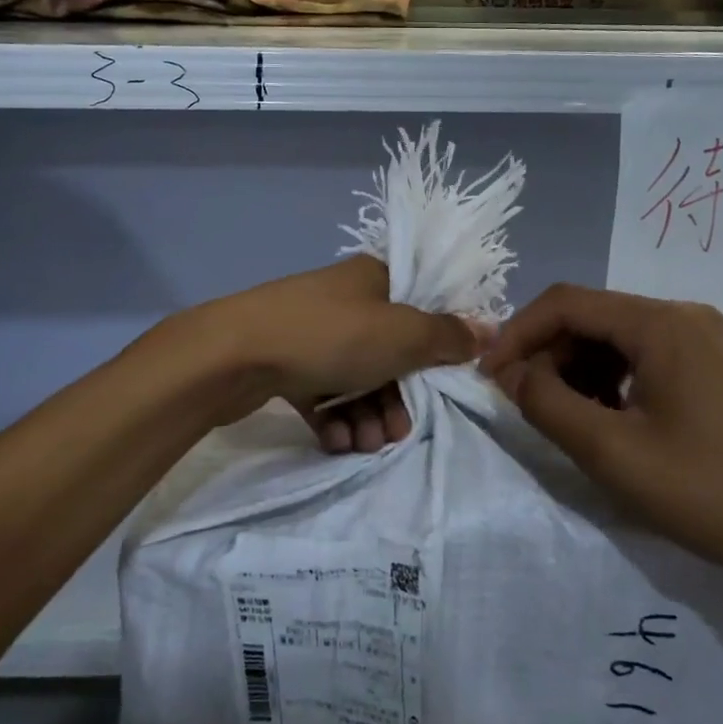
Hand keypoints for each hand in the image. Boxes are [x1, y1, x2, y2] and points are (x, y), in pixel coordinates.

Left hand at [189, 255, 484, 451]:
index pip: (422, 309)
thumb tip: (489, 328)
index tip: (442, 385)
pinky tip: (336, 441)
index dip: (437, 349)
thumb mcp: (401, 335)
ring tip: (363, 444)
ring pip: (356, 378)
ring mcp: (313, 331)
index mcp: (375, 279)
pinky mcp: (285, 362)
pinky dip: (335, 418)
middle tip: (396, 433)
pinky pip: (323, 392)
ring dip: (367, 415)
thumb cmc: (329, 336)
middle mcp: (346, 301)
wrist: (233, 355)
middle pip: (390, 353)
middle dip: (397, 399)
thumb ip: (447, 336)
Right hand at [480, 284, 722, 581]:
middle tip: (528, 405)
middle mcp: (681, 315)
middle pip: (591, 316)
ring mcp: (703, 338)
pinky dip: (612, 379)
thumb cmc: (710, 491)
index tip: (490, 377)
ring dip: (578, 369)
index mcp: (659, 323)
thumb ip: (547, 404)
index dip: (518, 334)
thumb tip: (508, 373)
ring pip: (615, 336)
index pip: (566, 303)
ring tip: (568, 418)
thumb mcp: (612, 452)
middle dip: (549, 355)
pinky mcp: (713, 363)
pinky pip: (644, 355)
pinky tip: (609, 418)